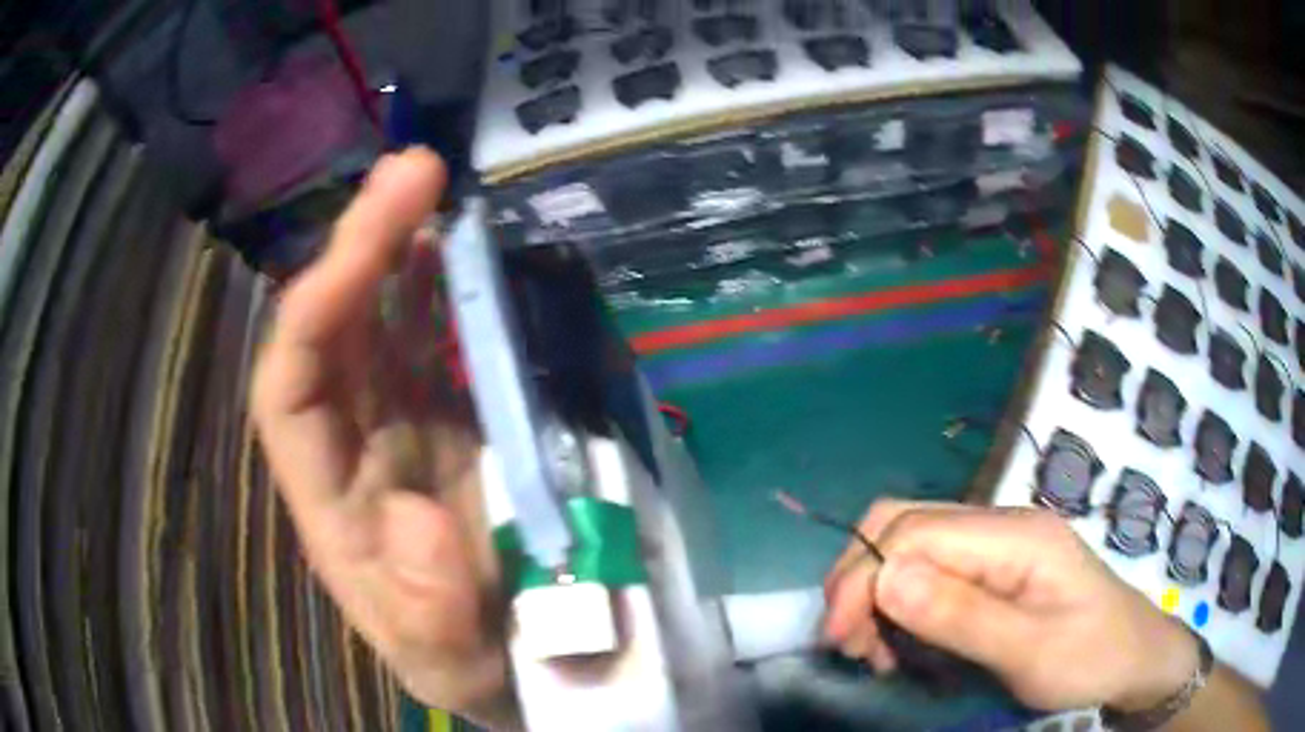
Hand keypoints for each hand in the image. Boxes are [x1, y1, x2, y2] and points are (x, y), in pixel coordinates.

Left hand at [251, 149, 514, 725]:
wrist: (530, 667)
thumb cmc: (479, 668)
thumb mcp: (449, 665)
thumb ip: (425, 614)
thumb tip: (413, 516)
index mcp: (332, 505)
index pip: (289, 390)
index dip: (316, 312)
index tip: (373, 243)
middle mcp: (355, 450)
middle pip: (332, 334)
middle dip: (361, 248)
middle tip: (415, 171)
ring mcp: (407, 429)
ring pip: (382, 324)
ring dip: (401, 253)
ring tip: (433, 189)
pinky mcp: (458, 423)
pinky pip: (440, 343)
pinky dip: (449, 291)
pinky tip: (467, 251)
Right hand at [823, 501, 1198, 712]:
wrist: (1134, 658)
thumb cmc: (1092, 657)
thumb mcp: (1031, 651)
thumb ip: (962, 616)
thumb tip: (886, 577)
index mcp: (1015, 534)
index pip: (915, 531)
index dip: (864, 577)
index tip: (839, 639)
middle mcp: (1001, 525)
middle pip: (906, 522)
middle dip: (861, 577)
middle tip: (849, 641)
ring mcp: (998, 545)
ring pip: (911, 543)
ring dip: (876, 592)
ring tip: (874, 651)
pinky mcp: (995, 569)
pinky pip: (930, 570)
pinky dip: (899, 603)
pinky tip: (904, 641)